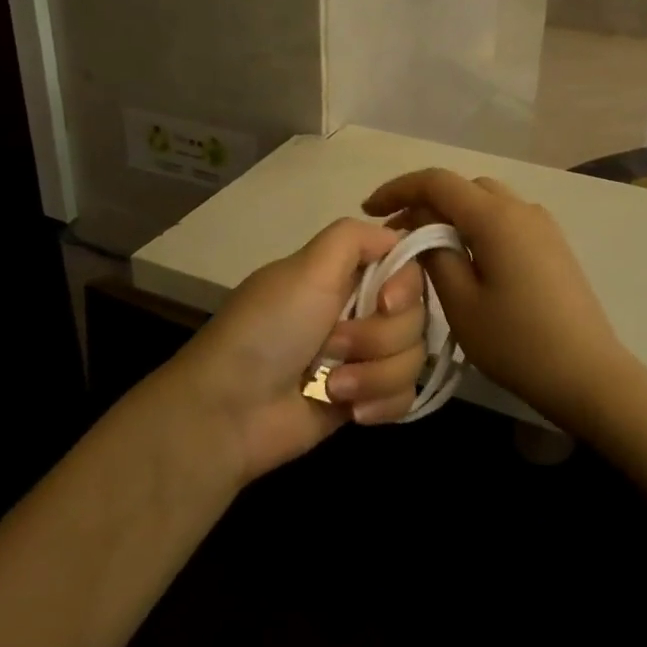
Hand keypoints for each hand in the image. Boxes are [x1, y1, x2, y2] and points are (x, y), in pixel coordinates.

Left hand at [174, 219, 428, 484]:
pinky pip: (405, 397)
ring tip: (332, 386)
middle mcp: (359, 310)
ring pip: (413, 358)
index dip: (406, 287)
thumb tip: (396, 235)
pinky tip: (350, 411)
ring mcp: (364, 357)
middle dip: (378, 338)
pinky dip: (379, 403)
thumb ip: (354, 237)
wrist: (230, 411)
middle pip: (416, 317)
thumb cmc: (269, 330)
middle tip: (332, 346)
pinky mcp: (365, 398)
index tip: (385, 302)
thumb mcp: (307, 267)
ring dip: (373, 375)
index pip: (408, 268)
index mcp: (345, 274)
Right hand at [363, 170, 630, 432]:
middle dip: (424, 203)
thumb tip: (421, 232)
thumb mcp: (461, 303)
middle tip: (395, 236)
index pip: (437, 182)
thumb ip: (434, 257)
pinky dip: (476, 227)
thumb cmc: (517, 342)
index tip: (369, 210)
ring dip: (451, 215)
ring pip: (485, 202)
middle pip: (462, 188)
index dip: (398, 190)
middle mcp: (521, 208)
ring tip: (426, 248)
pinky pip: (505, 221)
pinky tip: (465, 259)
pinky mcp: (552, 246)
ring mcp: (542, 226)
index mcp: (496, 217)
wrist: (589, 375)